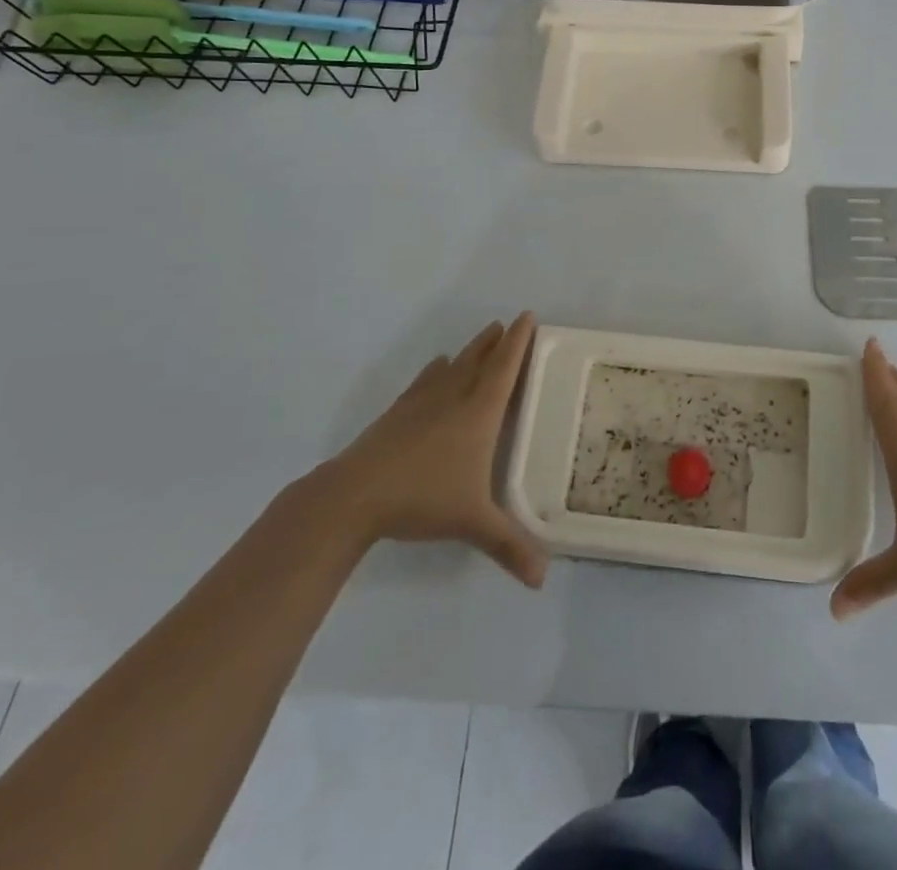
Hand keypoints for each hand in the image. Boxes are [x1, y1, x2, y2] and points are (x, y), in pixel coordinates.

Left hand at [316, 313, 548, 586]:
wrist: (354, 495)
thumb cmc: (422, 499)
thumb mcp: (473, 523)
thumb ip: (509, 546)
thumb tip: (542, 580)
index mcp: (479, 412)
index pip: (505, 367)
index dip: (519, 341)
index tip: (528, 316)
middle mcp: (454, 397)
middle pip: (481, 359)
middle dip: (498, 341)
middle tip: (510, 323)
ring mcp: (422, 401)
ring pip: (454, 365)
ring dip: (472, 349)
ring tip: (484, 336)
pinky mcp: (398, 412)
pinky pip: (425, 379)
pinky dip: (437, 369)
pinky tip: (437, 365)